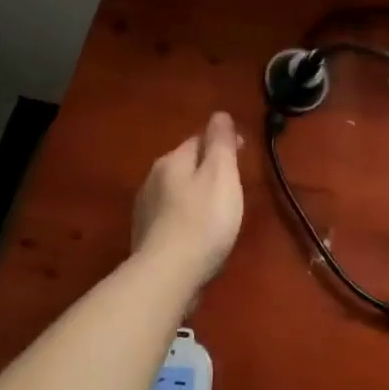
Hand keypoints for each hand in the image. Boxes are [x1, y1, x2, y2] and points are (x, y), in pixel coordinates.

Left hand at [132, 112, 244, 282]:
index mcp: (172, 161)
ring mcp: (145, 210)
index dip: (222, 144)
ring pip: (176, 192)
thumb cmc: (203, 220)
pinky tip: (197, 234)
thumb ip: (221, 143)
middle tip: (233, 186)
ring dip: (195, 195)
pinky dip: (186, 218)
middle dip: (207, 170)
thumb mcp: (221, 174)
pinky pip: (171, 217)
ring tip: (217, 211)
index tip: (243, 155)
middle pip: (185, 165)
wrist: (168, 274)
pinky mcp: (146, 238)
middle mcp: (152, 179)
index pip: (198, 140)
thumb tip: (219, 114)